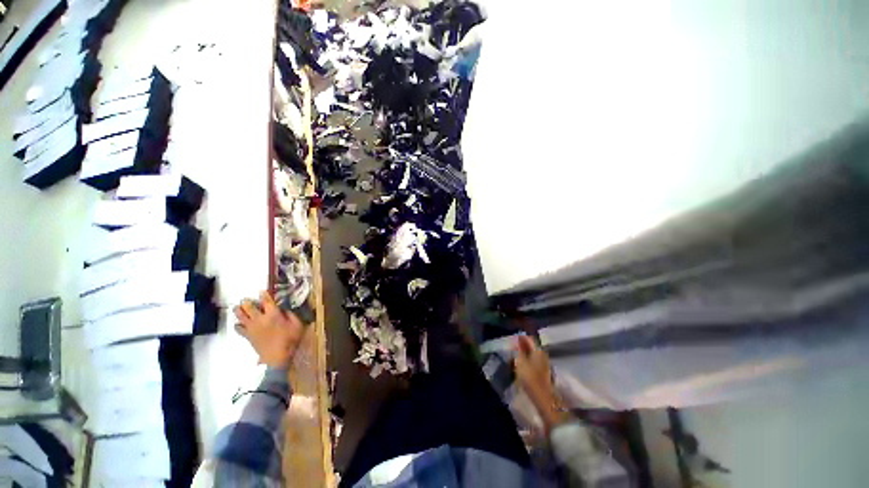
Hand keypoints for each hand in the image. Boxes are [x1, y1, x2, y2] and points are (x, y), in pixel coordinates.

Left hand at [233, 291, 304, 368]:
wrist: (278, 357)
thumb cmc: (290, 339)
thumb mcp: (297, 324)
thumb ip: (291, 314)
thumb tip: (283, 309)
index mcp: (273, 314)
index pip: (267, 301)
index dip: (264, 294)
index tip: (261, 291)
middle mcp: (260, 319)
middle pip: (249, 307)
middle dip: (247, 302)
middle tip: (246, 299)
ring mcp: (252, 328)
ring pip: (241, 316)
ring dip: (239, 311)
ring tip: (237, 307)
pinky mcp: (248, 336)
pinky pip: (238, 329)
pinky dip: (237, 325)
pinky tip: (239, 324)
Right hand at [514, 335, 570, 432]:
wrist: (543, 399)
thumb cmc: (530, 378)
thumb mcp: (521, 361)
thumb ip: (520, 349)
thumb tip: (520, 337)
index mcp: (538, 350)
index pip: (529, 339)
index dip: (520, 339)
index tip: (512, 342)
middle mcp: (543, 355)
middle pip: (532, 347)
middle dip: (523, 347)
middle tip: (513, 350)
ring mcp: (545, 364)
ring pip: (533, 355)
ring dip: (525, 355)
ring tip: (516, 358)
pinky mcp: (545, 373)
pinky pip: (534, 362)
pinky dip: (528, 362)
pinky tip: (522, 367)